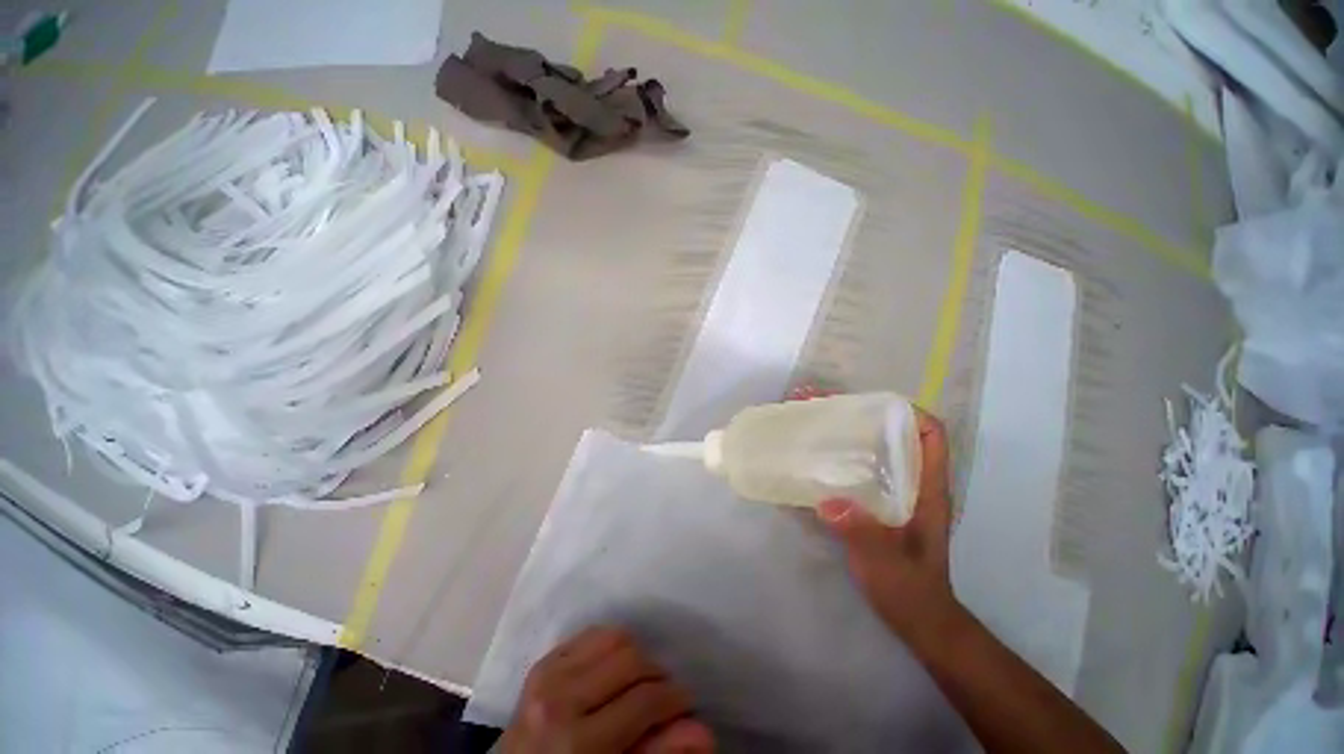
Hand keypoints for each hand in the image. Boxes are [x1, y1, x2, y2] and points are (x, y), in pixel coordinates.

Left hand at [501, 627, 715, 753]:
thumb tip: (705, 732)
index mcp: (577, 742)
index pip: (644, 700)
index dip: (674, 700)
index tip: (686, 706)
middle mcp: (560, 698)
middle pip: (631, 659)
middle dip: (657, 675)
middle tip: (663, 696)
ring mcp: (548, 673)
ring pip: (614, 637)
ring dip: (635, 655)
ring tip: (638, 682)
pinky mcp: (543, 661)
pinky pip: (591, 633)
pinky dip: (611, 645)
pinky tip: (613, 670)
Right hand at [816, 408, 961, 646]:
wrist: (917, 619)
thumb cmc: (910, 589)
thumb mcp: (886, 563)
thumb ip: (862, 534)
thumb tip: (829, 502)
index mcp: (926, 488)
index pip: (930, 434)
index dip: (906, 411)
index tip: (866, 402)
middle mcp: (913, 482)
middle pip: (893, 434)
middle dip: (859, 414)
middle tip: (820, 405)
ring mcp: (895, 492)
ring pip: (873, 449)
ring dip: (844, 431)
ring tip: (809, 420)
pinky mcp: (877, 503)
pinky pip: (858, 468)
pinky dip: (837, 455)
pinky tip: (811, 457)